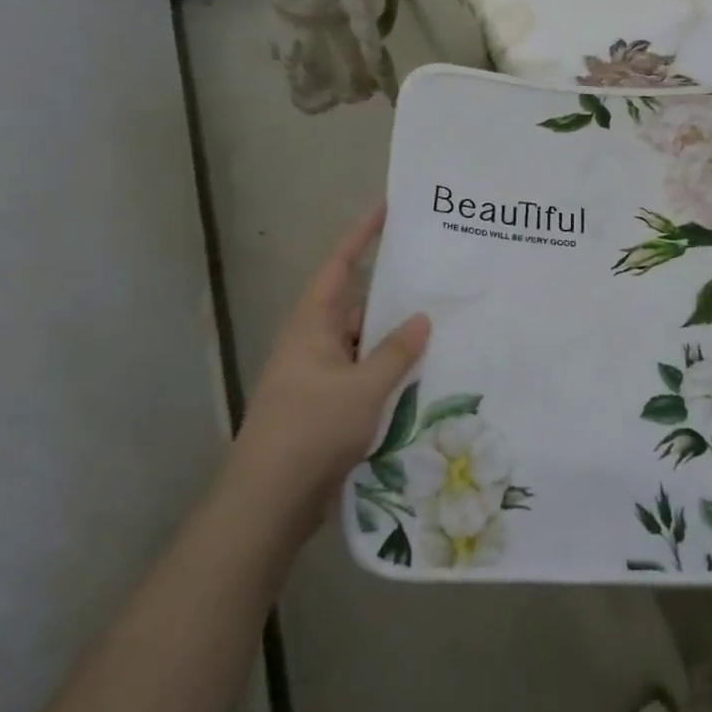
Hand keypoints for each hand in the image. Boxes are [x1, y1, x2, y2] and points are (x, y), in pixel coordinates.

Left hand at [227, 206, 429, 544]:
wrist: (269, 501)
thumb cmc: (312, 430)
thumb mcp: (363, 388)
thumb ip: (395, 352)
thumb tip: (421, 318)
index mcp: (313, 324)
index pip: (341, 265)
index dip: (363, 235)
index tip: (389, 209)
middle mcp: (314, 342)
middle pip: (358, 305)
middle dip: (394, 292)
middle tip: (437, 276)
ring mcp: (320, 375)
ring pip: (365, 344)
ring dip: (395, 339)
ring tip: (443, 325)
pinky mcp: (327, 405)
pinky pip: (365, 375)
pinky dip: (389, 372)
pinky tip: (423, 376)